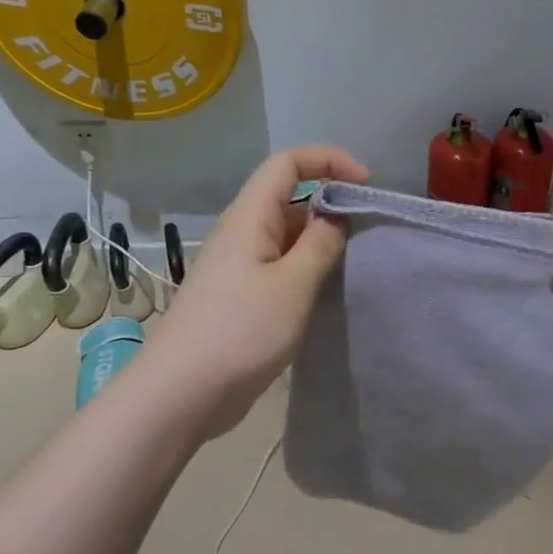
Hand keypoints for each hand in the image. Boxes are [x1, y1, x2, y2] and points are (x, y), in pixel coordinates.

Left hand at [151, 144, 368, 436]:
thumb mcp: (293, 284)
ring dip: (322, 241)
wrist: (183, 392)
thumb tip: (336, 217)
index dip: (328, 160)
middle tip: (369, 233)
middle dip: (332, 204)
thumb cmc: (240, 331)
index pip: (288, 163)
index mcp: (249, 217)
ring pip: (288, 236)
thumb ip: (321, 244)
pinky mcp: (243, 297)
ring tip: (356, 264)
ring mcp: (241, 266)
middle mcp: (243, 233)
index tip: (366, 185)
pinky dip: (308, 269)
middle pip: (290, 198)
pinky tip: (328, 292)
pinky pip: (282, 266)